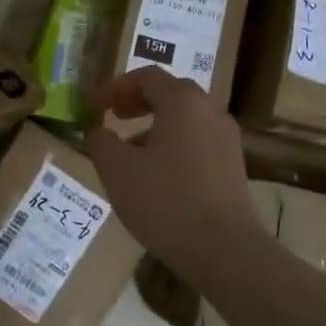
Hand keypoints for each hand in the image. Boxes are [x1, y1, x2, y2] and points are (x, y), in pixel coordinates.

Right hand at [84, 67, 256, 268]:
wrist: (224, 249)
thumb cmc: (165, 200)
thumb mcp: (116, 170)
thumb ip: (101, 142)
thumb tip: (100, 132)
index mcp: (182, 102)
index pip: (146, 76)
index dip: (114, 87)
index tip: (92, 105)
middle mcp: (210, 111)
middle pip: (170, 93)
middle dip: (137, 101)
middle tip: (114, 116)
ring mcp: (227, 139)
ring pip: (186, 119)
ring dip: (155, 125)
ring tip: (130, 151)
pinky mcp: (234, 166)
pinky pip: (198, 141)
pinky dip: (174, 144)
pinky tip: (157, 175)